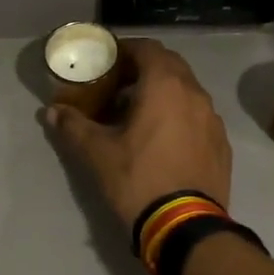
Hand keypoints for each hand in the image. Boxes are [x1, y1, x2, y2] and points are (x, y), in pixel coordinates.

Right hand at [41, 37, 232, 229]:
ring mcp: (213, 120)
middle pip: (170, 66)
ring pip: (187, 92)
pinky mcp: (221, 144)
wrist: (185, 226)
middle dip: (144, 69)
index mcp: (166, 86)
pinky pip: (198, 117)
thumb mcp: (97, 154)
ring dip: (163, 93)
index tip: (107, 61)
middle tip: (119, 86)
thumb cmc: (138, 180)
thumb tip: (52, 112)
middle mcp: (195, 94)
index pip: (148, 48)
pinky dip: (179, 116)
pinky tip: (163, 140)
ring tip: (139, 114)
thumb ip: (73, 127)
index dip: (125, 49)